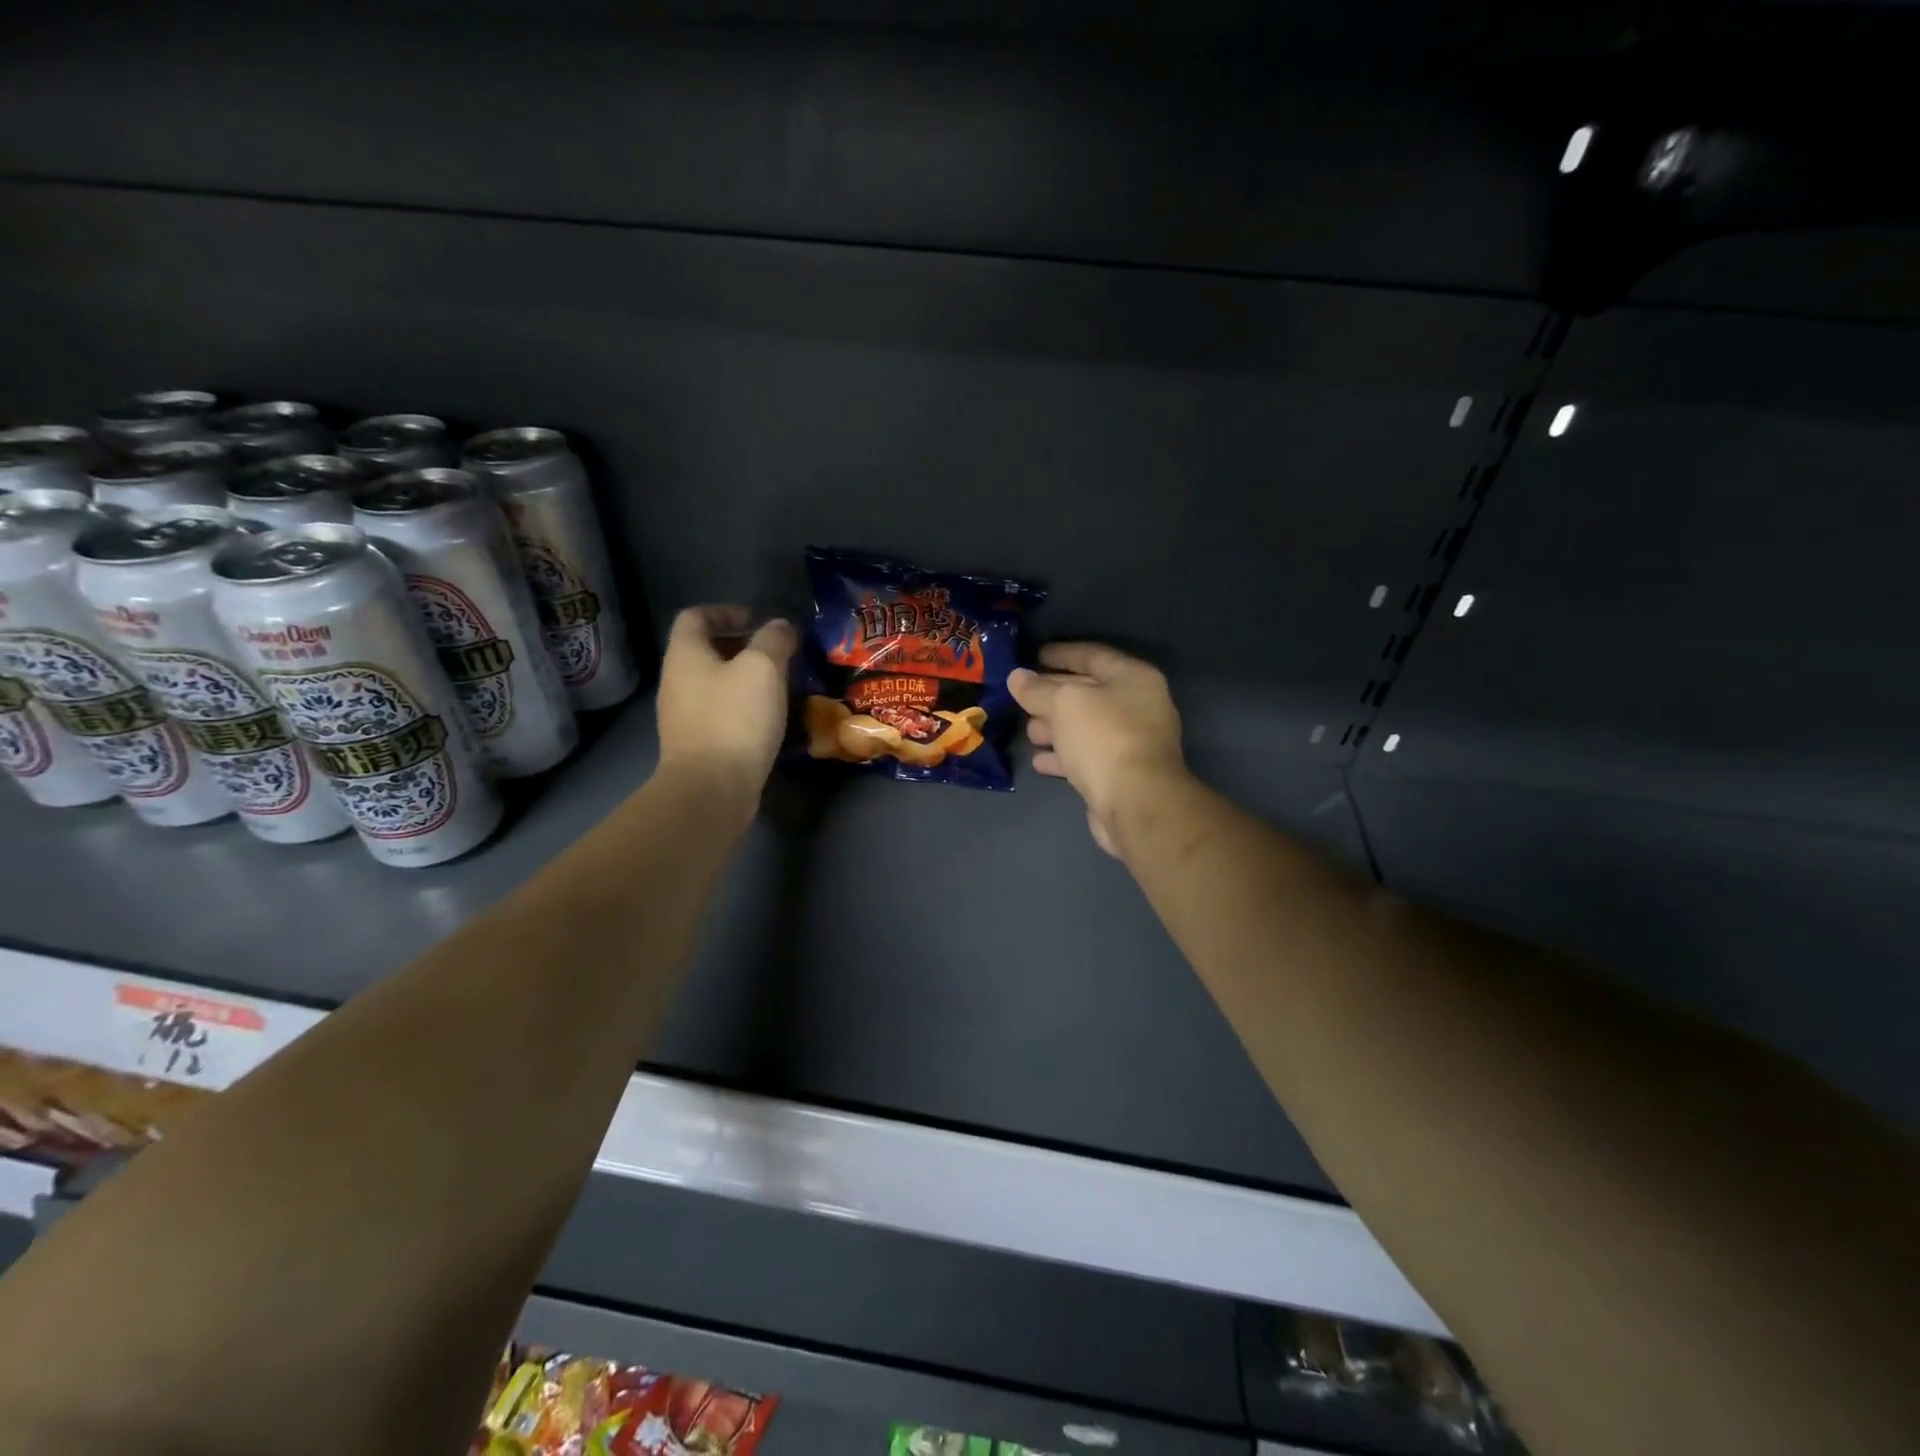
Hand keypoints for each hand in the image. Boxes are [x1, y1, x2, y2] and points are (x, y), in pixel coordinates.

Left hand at [656, 605, 797, 815]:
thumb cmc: (735, 718)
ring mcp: (684, 717)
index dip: (726, 611)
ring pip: (716, 685)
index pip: (695, 617)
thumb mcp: (763, 668)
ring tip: (780, 686)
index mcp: (685, 655)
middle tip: (778, 654)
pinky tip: (770, 719)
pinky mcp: (698, 745)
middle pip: (706, 651)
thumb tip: (780, 626)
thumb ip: (773, 640)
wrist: (711, 788)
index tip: (757, 620)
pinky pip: (721, 714)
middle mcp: (677, 682)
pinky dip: (744, 708)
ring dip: (746, 680)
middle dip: (742, 647)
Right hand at [1008, 643, 1188, 855]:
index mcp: (1133, 678)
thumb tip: (1016, 677)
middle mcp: (1137, 706)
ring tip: (1027, 730)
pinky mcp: (1121, 774)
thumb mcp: (1064, 703)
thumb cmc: (1103, 738)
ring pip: (1085, 727)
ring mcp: (1131, 742)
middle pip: (1088, 692)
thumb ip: (1037, 689)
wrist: (1136, 803)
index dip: (1060, 654)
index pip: (1092, 655)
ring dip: (1055, 727)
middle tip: (1021, 696)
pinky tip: (1039, 760)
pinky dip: (1063, 756)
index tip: (1031, 656)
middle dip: (1053, 694)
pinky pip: (1086, 756)